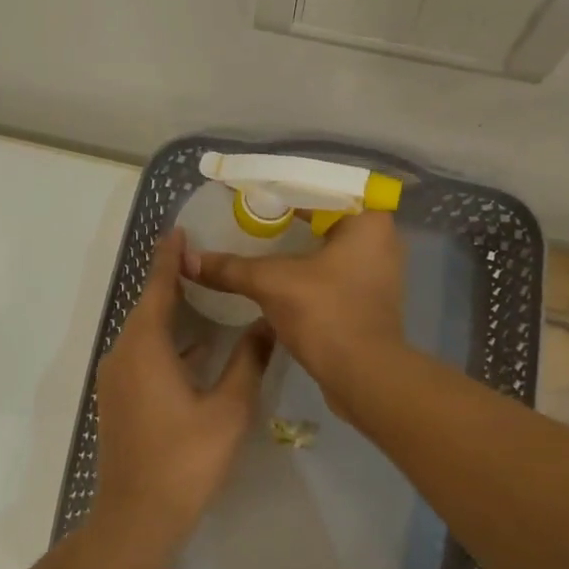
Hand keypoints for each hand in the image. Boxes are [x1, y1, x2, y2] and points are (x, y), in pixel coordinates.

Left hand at [92, 232, 272, 549]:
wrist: (138, 515)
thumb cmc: (186, 460)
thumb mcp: (229, 409)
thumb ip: (249, 361)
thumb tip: (269, 322)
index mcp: (145, 348)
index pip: (157, 288)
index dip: (169, 258)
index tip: (180, 230)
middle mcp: (123, 355)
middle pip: (148, 307)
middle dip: (172, 281)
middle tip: (204, 259)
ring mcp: (116, 379)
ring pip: (145, 333)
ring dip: (171, 314)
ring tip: (205, 296)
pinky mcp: (119, 399)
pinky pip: (142, 355)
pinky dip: (167, 343)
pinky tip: (196, 348)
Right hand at [187, 211, 407, 414]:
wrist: (363, 376)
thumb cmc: (325, 313)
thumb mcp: (271, 283)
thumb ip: (230, 268)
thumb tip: (187, 260)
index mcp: (369, 221)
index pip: (318, 192)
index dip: (280, 193)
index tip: (248, 197)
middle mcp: (381, 240)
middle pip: (324, 220)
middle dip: (287, 221)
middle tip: (249, 220)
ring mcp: (378, 273)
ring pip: (328, 250)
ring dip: (296, 250)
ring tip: (257, 247)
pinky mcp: (369, 301)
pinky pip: (332, 275)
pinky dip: (305, 274)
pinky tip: (277, 279)